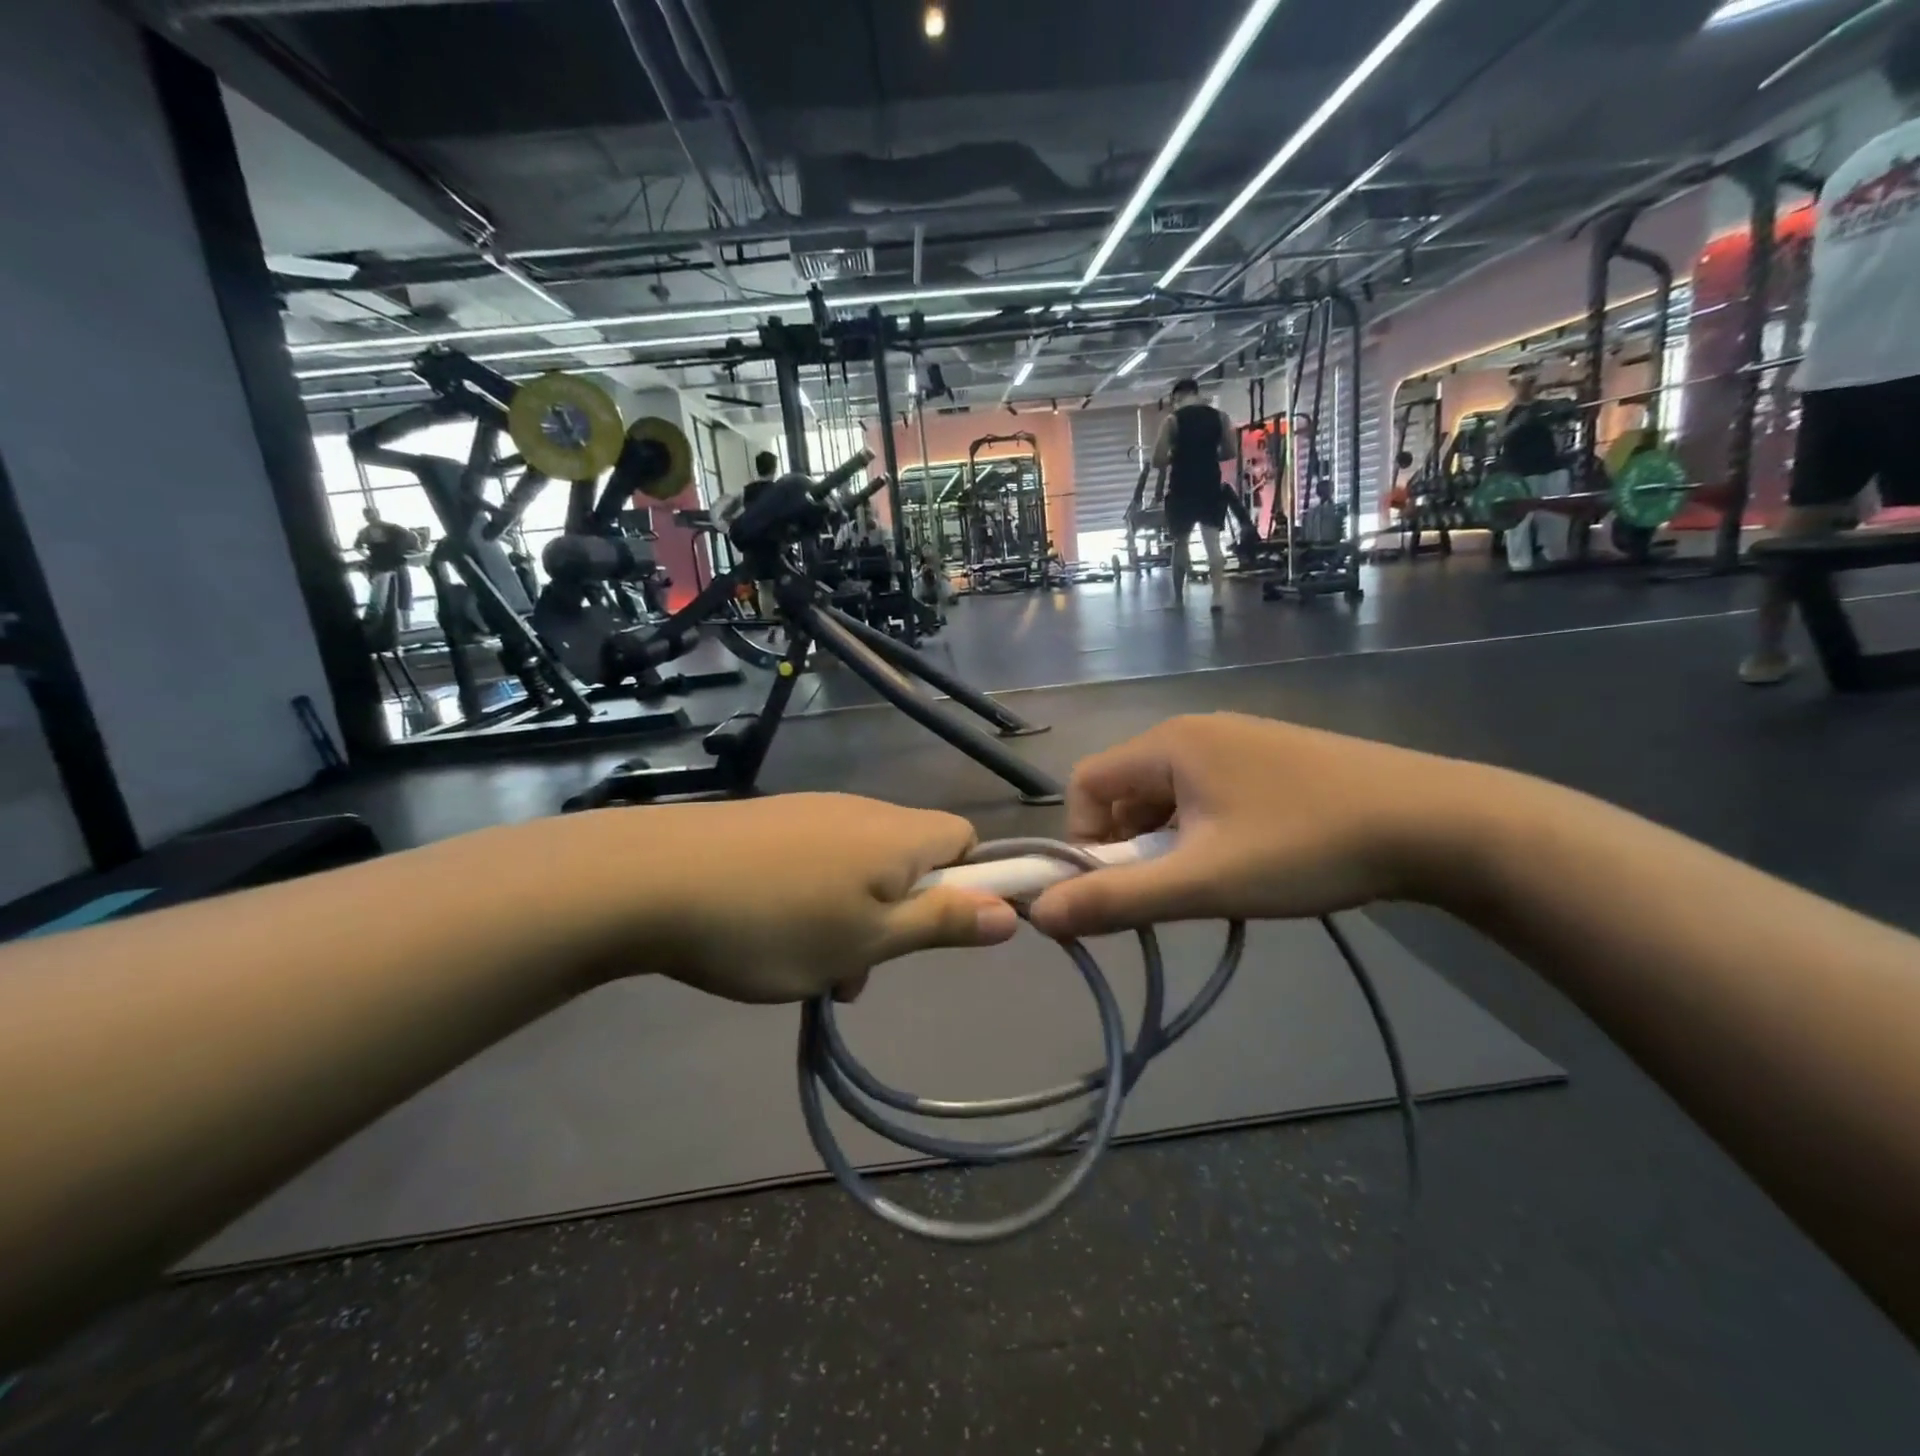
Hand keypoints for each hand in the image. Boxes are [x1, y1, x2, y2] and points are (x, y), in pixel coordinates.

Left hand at [535, 794, 1019, 1002]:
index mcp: (899, 835)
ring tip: (808, 967)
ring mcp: (811, 811)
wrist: (651, 880)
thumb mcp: (868, 940)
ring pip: (861, 867)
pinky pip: (818, 861)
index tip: (935, 928)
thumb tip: (1012, 912)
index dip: (968, 883)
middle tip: (858, 967)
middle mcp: (863, 810)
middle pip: (912, 858)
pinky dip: (814, 899)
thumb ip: (941, 923)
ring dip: (854, 917)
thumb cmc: (775, 922)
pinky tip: (769, 935)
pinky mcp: (770, 822)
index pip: (966, 839)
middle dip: (900, 915)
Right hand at [1028, 714, 1480, 938]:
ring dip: (1172, 843)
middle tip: (1175, 891)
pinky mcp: (1273, 758)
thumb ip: (1117, 899)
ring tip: (1218, 880)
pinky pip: (1209, 793)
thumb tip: (1039, 915)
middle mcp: (1196, 730)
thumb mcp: (1204, 882)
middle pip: (1127, 790)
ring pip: (1170, 796)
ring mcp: (1239, 740)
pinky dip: (1206, 830)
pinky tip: (1251, 860)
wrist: (1437, 823)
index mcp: (1169, 743)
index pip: (1086, 783)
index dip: (1083, 838)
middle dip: (1132, 846)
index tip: (1118, 887)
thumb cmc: (1306, 848)